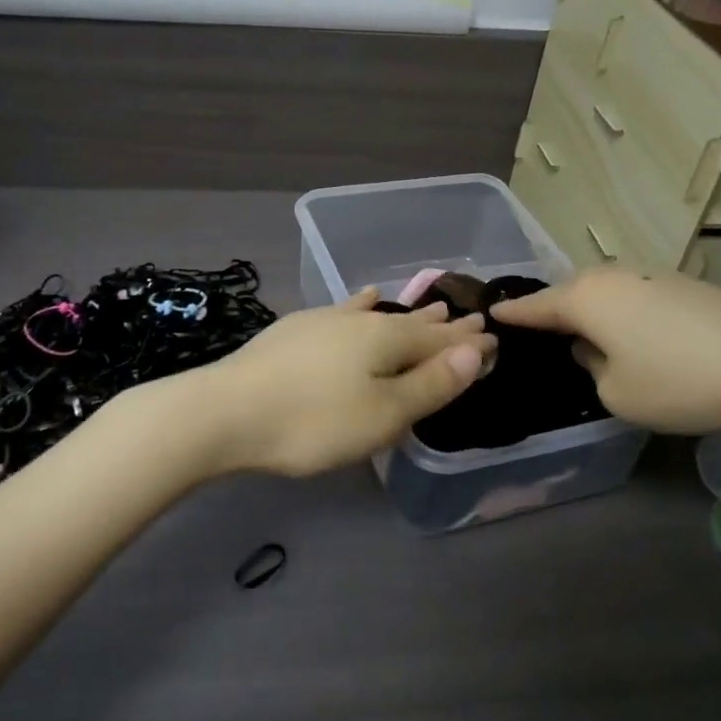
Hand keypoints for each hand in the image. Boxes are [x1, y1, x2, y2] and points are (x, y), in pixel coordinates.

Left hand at [200, 289, 497, 476]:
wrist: (226, 411)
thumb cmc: (313, 422)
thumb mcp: (382, 414)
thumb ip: (430, 384)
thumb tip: (476, 351)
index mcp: (387, 340)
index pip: (441, 341)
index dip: (468, 344)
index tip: (494, 337)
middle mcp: (360, 321)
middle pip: (412, 324)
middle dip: (443, 327)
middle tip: (470, 319)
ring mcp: (325, 321)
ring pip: (379, 316)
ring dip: (408, 316)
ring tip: (431, 308)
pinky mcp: (297, 330)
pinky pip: (345, 312)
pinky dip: (361, 306)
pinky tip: (362, 298)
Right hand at [491, 268, 720, 433]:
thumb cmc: (681, 381)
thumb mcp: (617, 394)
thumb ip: (590, 368)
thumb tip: (593, 347)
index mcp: (584, 298)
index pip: (533, 307)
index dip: (511, 315)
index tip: (489, 314)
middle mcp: (611, 276)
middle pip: (569, 294)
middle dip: (554, 313)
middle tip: (541, 336)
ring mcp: (651, 274)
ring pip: (605, 294)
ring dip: (593, 314)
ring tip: (591, 340)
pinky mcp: (683, 283)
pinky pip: (635, 298)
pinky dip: (625, 315)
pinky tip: (639, 339)